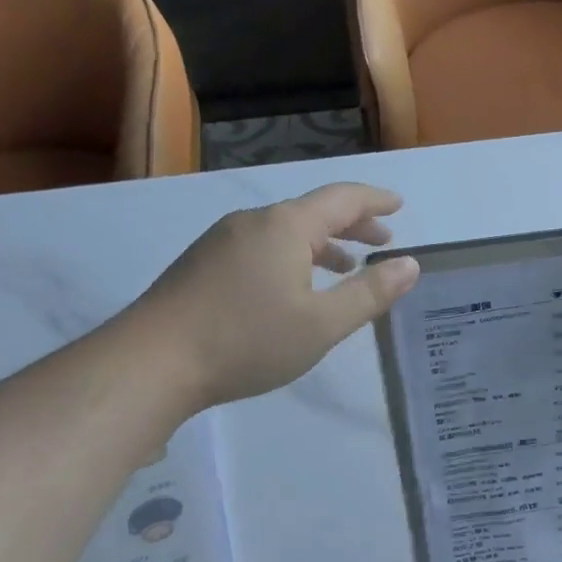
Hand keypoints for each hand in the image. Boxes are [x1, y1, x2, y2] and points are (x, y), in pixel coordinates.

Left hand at [124, 183, 419, 410]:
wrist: (151, 362)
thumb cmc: (247, 340)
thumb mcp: (323, 324)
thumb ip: (370, 293)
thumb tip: (410, 265)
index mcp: (287, 226)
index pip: (342, 198)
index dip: (375, 200)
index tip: (400, 205)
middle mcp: (254, 222)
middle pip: (313, 212)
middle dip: (353, 224)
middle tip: (383, 240)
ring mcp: (223, 241)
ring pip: (286, 232)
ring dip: (323, 244)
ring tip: (347, 267)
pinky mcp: (203, 264)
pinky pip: (262, 247)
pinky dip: (293, 256)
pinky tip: (293, 288)